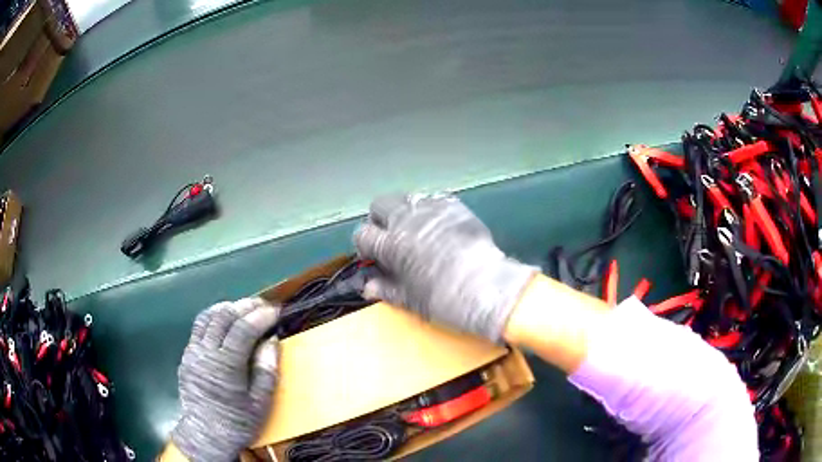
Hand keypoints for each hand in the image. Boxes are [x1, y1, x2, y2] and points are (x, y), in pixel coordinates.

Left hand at [171, 298, 280, 460]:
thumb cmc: (237, 423)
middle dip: (245, 306)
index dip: (260, 316)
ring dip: (227, 308)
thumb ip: (267, 370)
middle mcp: (205, 352)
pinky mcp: (187, 356)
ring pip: (207, 317)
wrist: (206, 435)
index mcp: (226, 366)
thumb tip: (272, 340)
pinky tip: (223, 322)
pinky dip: (213, 318)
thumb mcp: (260, 404)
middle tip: (263, 304)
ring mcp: (193, 352)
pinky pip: (198, 328)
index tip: (276, 310)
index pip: (243, 329)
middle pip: (223, 317)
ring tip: (244, 307)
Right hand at [354, 193, 535, 341]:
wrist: (484, 286)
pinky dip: (430, 208)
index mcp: (390, 245)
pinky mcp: (453, 204)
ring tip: (415, 228)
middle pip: (379, 205)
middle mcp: (405, 220)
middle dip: (380, 219)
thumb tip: (368, 287)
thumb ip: (386, 289)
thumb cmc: (443, 298)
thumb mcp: (410, 299)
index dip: (365, 245)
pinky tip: (439, 224)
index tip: (374, 256)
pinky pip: (433, 198)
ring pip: (405, 197)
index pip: (363, 234)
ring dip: (404, 211)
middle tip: (391, 236)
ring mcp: (431, 208)